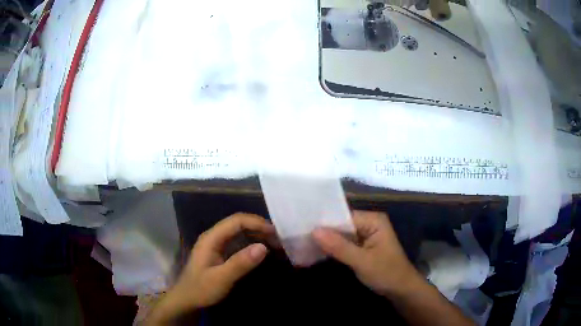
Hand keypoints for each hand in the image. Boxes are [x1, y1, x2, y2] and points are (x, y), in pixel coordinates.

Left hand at [148, 213, 274, 323]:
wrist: (187, 299)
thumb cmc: (201, 289)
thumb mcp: (221, 279)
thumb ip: (240, 263)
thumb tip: (263, 247)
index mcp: (211, 238)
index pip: (236, 221)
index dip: (256, 223)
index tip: (275, 233)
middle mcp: (214, 237)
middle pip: (238, 223)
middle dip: (259, 227)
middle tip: (278, 238)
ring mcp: (216, 244)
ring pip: (239, 232)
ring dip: (257, 234)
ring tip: (274, 243)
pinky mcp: (220, 253)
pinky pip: (238, 242)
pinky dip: (252, 243)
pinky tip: (261, 250)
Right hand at [312, 211, 421, 297]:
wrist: (401, 290)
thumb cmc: (386, 273)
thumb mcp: (362, 261)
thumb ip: (339, 246)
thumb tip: (314, 230)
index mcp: (373, 220)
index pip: (343, 216)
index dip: (324, 222)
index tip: (302, 227)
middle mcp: (369, 223)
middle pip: (342, 224)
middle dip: (324, 232)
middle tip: (299, 235)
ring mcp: (366, 235)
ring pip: (342, 235)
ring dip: (327, 241)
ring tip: (303, 242)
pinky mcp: (363, 247)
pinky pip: (344, 244)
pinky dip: (333, 248)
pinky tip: (317, 251)